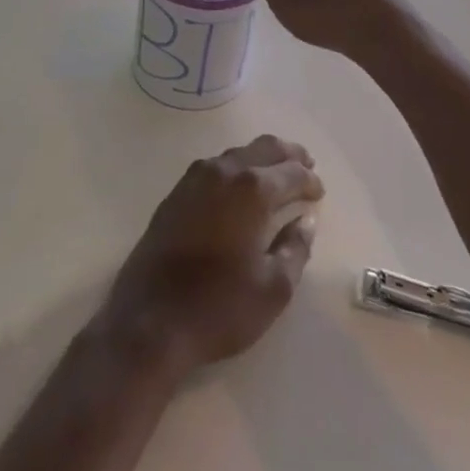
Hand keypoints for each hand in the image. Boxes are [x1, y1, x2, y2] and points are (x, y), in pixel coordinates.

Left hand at [99, 136, 323, 375]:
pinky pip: (215, 166)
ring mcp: (195, 178)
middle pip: (264, 148)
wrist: (150, 321)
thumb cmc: (219, 307)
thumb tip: (305, 221)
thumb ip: (295, 248)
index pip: (291, 172)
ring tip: (277, 175)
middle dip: (290, 155)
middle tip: (307, 166)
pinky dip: (236, 168)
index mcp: (252, 189)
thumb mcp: (273, 288)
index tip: (319, 193)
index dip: (309, 180)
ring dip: (261, 158)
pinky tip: (240, 187)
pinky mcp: (176, 192)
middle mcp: (224, 171)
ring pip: (238, 153)